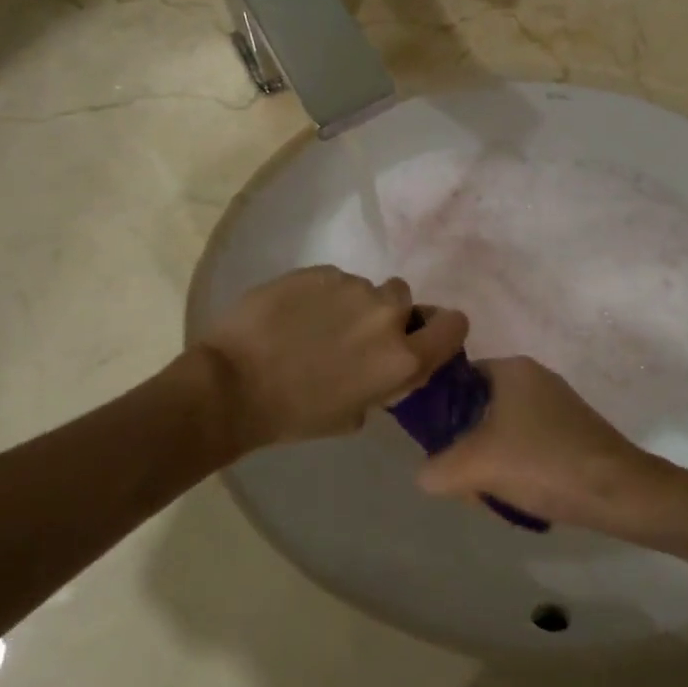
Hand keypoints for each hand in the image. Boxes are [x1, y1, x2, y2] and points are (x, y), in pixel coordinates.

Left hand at [194, 266, 468, 449]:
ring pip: (366, 288)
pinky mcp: (319, 271)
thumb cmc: (294, 414)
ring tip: (315, 325)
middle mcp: (386, 315)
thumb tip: (383, 365)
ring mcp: (352, 287)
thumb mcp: (353, 414)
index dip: (442, 328)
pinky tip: (293, 314)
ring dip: (351, 304)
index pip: (454, 325)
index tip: (422, 335)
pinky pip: (334, 280)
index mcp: (402, 358)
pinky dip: (321, 295)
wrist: (233, 384)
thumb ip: (384, 383)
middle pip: (404, 299)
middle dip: (386, 314)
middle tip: (354, 334)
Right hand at [416, 357, 666, 524]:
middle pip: (479, 410)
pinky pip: (529, 443)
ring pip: (503, 431)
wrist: (619, 491)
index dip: (441, 415)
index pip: (457, 382)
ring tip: (496, 494)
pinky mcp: (574, 429)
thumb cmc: (543, 463)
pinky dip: (519, 466)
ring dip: (493, 462)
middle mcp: (534, 377)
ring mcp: (557, 403)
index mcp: (511, 368)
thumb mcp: (475, 466)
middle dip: (468, 448)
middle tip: (468, 481)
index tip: (440, 450)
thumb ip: (437, 468)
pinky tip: (523, 495)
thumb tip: (427, 474)